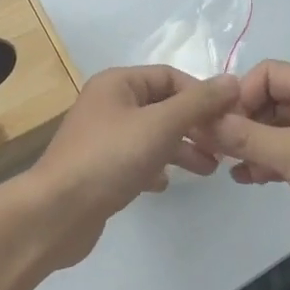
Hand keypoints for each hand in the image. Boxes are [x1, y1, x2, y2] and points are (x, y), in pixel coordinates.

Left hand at [17, 66, 238, 268]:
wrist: (57, 213)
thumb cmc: (110, 158)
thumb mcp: (160, 125)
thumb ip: (198, 103)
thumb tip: (232, 81)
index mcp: (118, 84)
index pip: (171, 77)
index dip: (202, 95)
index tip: (230, 120)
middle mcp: (108, 104)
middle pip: (163, 106)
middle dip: (195, 125)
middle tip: (224, 148)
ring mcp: (102, 138)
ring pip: (153, 135)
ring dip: (182, 149)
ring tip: (209, 170)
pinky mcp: (100, 169)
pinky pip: (137, 160)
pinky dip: (156, 168)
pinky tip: (166, 184)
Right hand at [201, 60, 289, 289]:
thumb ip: (248, 136)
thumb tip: (204, 120)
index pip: (269, 74)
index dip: (241, 94)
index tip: (217, 124)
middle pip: (270, 100)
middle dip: (241, 119)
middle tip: (213, 146)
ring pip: (274, 129)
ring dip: (249, 143)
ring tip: (225, 163)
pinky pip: (284, 154)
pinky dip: (264, 162)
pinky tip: (245, 178)